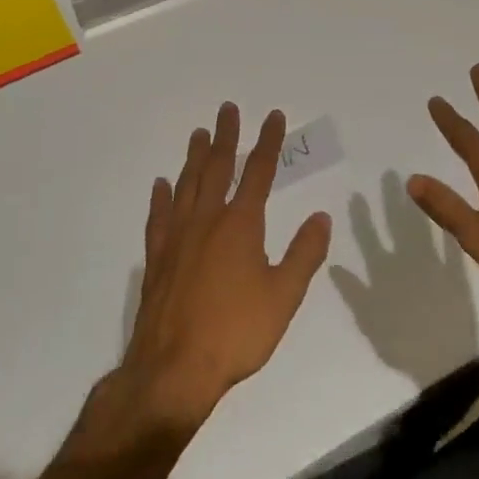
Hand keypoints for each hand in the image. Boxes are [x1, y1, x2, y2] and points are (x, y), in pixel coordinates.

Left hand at [116, 103, 331, 434]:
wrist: (173, 369)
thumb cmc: (236, 332)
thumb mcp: (285, 295)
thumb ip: (304, 253)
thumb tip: (322, 217)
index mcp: (241, 225)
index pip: (258, 172)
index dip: (267, 142)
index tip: (272, 116)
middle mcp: (207, 221)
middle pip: (217, 168)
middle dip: (226, 136)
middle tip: (227, 109)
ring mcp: (177, 238)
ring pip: (187, 186)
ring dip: (195, 157)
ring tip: (199, 134)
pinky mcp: (156, 259)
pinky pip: (159, 217)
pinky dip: (162, 197)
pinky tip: (162, 185)